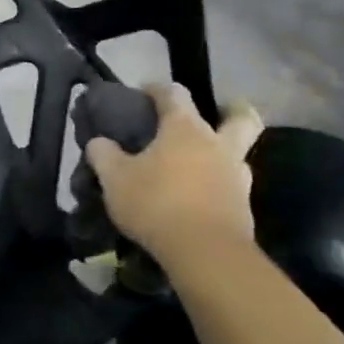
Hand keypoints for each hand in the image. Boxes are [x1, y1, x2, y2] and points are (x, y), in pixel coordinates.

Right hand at [85, 83, 263, 272]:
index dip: (157, 89)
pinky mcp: (244, 208)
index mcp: (185, 129)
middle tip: (217, 113)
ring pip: (239, 154)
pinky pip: (232, 186)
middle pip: (241, 117)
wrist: (206, 254)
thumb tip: (98, 142)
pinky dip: (218, 185)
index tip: (143, 92)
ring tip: (198, 164)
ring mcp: (236, 177)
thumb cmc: (156, 203)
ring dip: (223, 153)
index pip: (174, 93)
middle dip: (233, 110)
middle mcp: (217, 145)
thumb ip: (103, 154)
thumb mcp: (114, 178)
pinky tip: (198, 197)